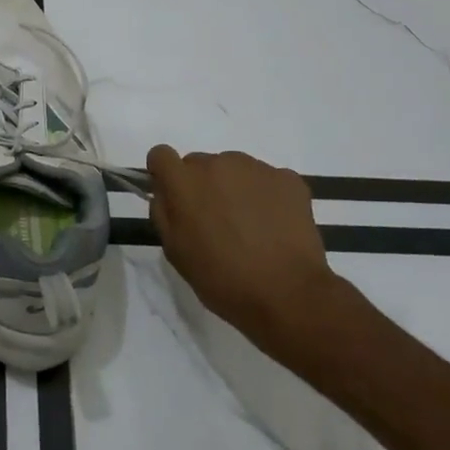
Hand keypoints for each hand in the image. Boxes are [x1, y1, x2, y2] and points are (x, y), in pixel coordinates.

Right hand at [145, 147, 349, 363]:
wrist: (288, 295)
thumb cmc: (222, 279)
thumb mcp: (175, 252)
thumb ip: (163, 213)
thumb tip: (165, 192)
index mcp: (184, 182)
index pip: (161, 155)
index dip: (165, 175)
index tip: (174, 197)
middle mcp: (217, 164)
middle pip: (199, 163)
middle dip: (201, 186)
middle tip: (215, 222)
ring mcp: (255, 168)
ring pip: (233, 169)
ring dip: (233, 188)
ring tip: (249, 226)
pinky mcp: (287, 178)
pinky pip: (266, 179)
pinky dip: (265, 196)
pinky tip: (273, 226)